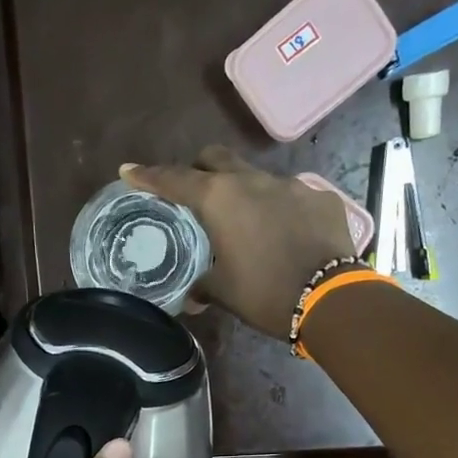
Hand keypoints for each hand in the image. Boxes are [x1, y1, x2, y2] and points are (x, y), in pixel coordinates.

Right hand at [122, 147, 355, 338]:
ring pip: (258, 178)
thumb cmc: (264, 293)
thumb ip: (202, 286)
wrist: (329, 299)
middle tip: (195, 192)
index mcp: (220, 199)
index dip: (148, 176)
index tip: (129, 171)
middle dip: (200, 169)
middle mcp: (253, 180)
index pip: (175, 180)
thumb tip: (191, 297)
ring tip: (248, 225)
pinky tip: (287, 236)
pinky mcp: (322, 198)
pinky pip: (293, 197)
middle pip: (217, 158)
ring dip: (245, 194)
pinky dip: (281, 211)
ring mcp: (292, 185)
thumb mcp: (224, 292)